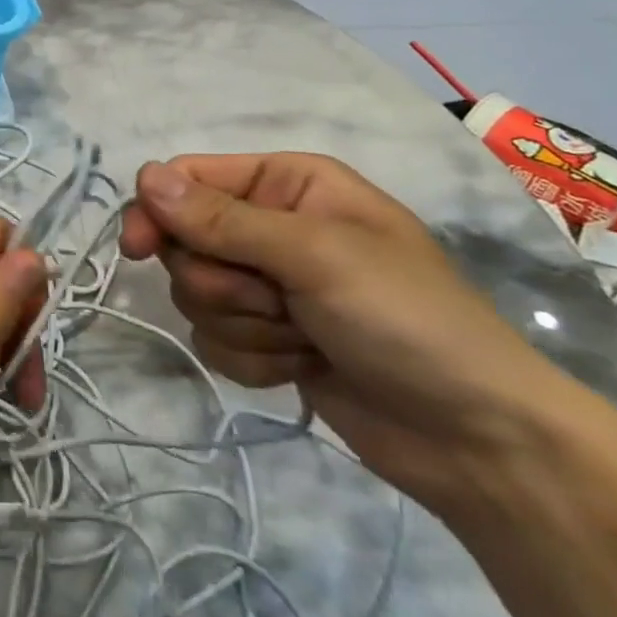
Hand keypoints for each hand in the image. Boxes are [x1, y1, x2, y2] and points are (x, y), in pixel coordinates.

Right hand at [121, 153, 600, 511]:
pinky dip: (253, 359)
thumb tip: (144, 176)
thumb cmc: (408, 320)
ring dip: (244, 325)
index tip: (138, 250)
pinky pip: (214, 339)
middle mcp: (271, 226)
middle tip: (278, 303)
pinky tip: (303, 368)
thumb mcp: (316, 255)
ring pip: (196, 295)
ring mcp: (268, 285)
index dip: (158, 211)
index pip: (188, 178)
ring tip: (304, 339)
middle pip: (185, 242)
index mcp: (287, 184)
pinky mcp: (266, 337)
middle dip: (224, 283)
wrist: (478, 440)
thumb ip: (222, 219)